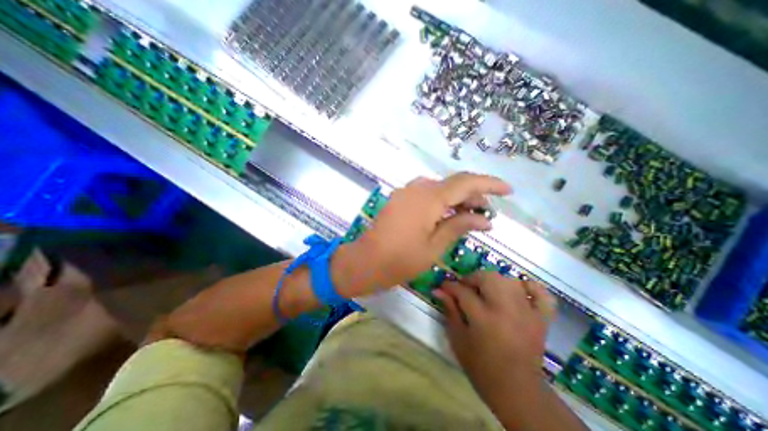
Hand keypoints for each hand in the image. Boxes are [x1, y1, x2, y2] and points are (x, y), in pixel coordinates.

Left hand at [335, 172, 508, 296]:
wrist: (365, 260)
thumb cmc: (401, 259)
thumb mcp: (435, 246)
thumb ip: (459, 226)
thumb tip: (485, 219)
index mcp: (429, 198)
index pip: (466, 182)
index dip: (489, 184)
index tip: (508, 191)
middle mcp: (417, 188)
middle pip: (453, 184)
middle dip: (474, 195)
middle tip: (487, 214)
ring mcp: (406, 191)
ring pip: (440, 188)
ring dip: (457, 199)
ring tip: (470, 216)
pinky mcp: (400, 198)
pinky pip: (426, 194)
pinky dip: (441, 202)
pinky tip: (447, 215)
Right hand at [434, 272, 554, 403]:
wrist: (517, 392)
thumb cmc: (481, 367)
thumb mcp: (458, 339)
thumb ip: (450, 310)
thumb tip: (438, 290)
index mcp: (484, 318)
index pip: (463, 291)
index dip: (450, 286)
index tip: (443, 287)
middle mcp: (506, 310)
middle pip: (488, 278)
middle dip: (472, 278)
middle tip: (465, 288)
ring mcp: (527, 313)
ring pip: (509, 281)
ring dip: (493, 280)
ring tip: (485, 290)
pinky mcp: (542, 319)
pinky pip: (542, 295)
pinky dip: (531, 287)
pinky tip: (518, 290)